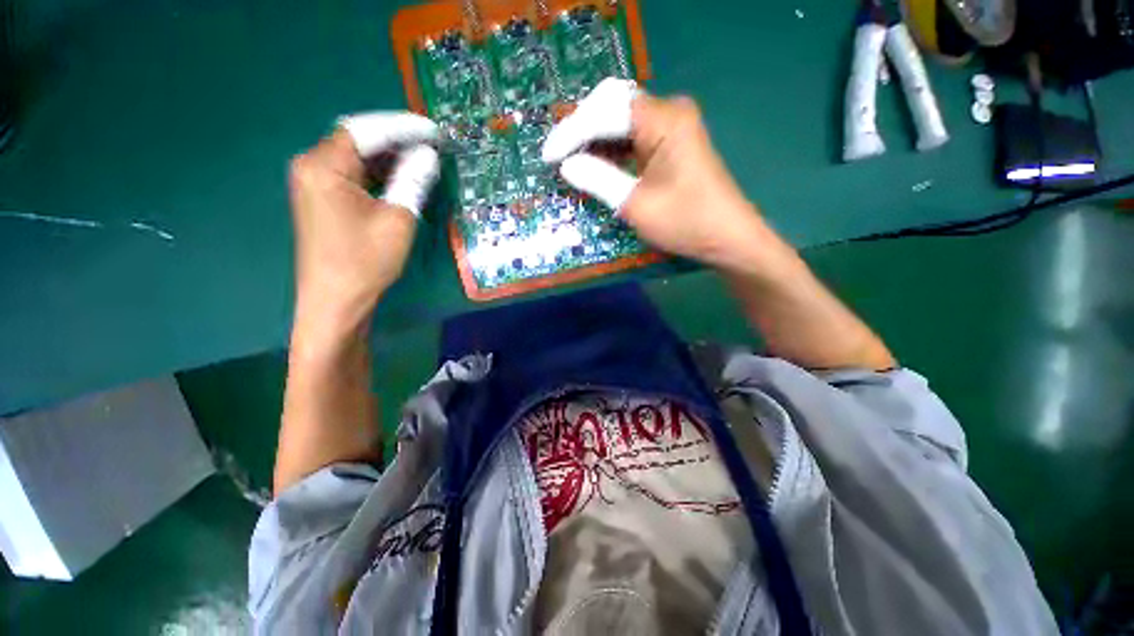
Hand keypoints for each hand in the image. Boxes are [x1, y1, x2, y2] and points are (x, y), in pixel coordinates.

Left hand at [288, 113, 438, 333]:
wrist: (335, 300)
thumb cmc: (365, 261)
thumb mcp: (398, 220)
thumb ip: (413, 181)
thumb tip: (428, 155)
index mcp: (323, 165)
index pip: (365, 130)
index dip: (402, 128)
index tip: (434, 132)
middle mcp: (312, 165)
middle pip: (358, 140)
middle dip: (397, 141)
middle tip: (433, 147)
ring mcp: (314, 182)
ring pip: (357, 158)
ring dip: (390, 158)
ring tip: (424, 160)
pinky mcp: (322, 198)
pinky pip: (353, 175)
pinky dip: (378, 174)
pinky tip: (402, 178)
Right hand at [541, 78, 789, 272]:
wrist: (727, 238)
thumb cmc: (685, 222)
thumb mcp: (635, 204)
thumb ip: (598, 179)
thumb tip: (566, 165)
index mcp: (664, 119)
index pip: (606, 110)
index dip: (573, 131)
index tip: (549, 156)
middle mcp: (669, 112)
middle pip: (612, 106)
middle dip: (580, 129)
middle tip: (555, 155)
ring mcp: (671, 127)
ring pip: (620, 121)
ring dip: (593, 139)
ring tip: (567, 160)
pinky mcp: (671, 144)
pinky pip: (632, 137)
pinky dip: (610, 150)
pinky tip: (592, 163)